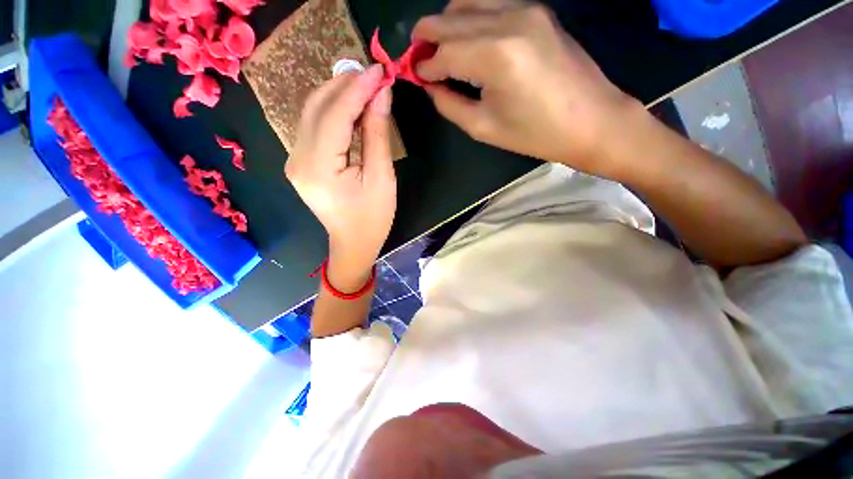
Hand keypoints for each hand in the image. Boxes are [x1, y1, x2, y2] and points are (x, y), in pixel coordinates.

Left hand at [286, 65, 395, 287]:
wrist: (353, 243)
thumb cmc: (373, 218)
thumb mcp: (381, 178)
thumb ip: (377, 134)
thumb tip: (381, 95)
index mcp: (318, 168)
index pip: (335, 114)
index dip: (357, 89)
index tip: (379, 70)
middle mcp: (297, 159)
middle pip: (317, 107)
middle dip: (345, 85)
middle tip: (374, 75)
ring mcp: (295, 160)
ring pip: (313, 113)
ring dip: (339, 95)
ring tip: (366, 87)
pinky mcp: (300, 162)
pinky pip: (315, 127)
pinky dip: (334, 112)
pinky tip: (353, 108)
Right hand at [413, 2, 638, 176]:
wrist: (591, 120)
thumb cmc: (535, 134)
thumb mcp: (483, 128)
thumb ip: (449, 104)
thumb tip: (431, 85)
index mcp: (495, 56)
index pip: (443, 51)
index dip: (424, 64)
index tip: (413, 74)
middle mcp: (508, 20)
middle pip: (450, 18)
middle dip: (427, 37)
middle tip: (418, 57)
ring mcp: (526, 9)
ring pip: (468, 3)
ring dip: (446, 24)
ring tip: (439, 50)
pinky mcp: (537, 10)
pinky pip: (490, 5)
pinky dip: (470, 18)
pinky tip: (467, 40)